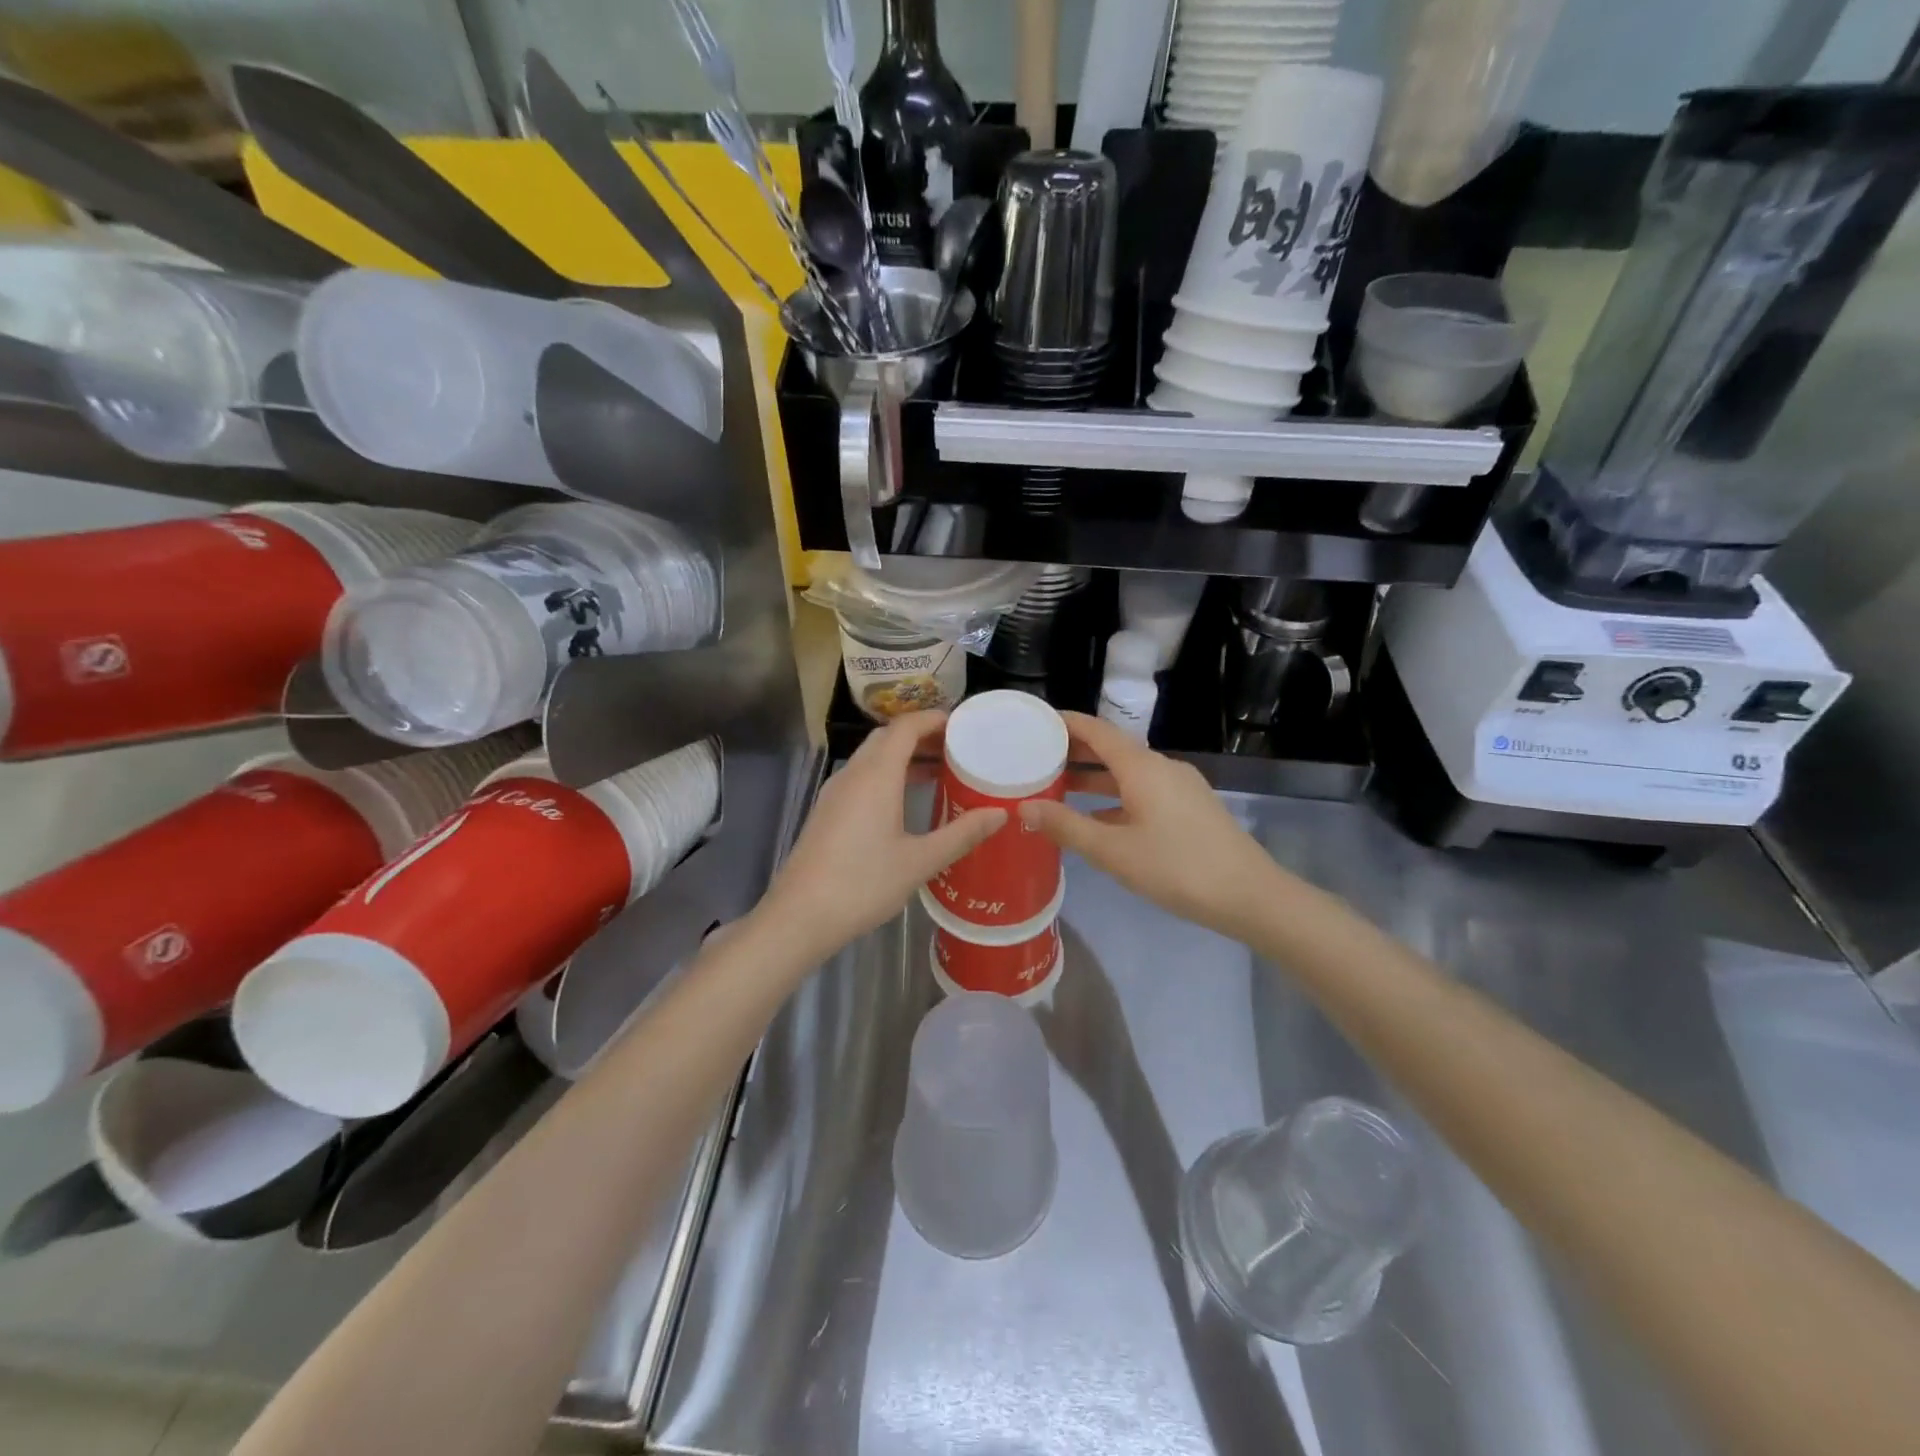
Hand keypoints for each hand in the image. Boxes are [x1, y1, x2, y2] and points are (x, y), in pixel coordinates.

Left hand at [756, 711, 1005, 961]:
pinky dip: (888, 775)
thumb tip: (1000, 813)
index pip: (905, 727)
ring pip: (872, 758)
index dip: (933, 719)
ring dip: (903, 757)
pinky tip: (905, 803)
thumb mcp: (920, 861)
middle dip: (921, 736)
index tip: (963, 725)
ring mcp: (835, 793)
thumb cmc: (863, 883)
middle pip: (887, 737)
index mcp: (876, 776)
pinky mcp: (827, 812)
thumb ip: (961, 834)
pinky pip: (862, 778)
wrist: (801, 915)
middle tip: (956, 749)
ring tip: (939, 773)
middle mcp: (853, 774)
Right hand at [1020, 712, 1280, 937]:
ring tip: (1056, 786)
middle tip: (1035, 756)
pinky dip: (1114, 797)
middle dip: (1074, 751)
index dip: (1065, 723)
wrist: (1249, 896)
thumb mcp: (1113, 851)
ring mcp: (1179, 788)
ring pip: (1127, 773)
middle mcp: (1161, 767)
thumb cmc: (1177, 867)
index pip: (1097, 730)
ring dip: (1093, 777)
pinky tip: (1095, 819)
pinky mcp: (1189, 809)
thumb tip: (1024, 807)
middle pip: (1111, 749)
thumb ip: (1066, 826)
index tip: (1035, 722)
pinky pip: (1142, 791)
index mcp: (1142, 767)